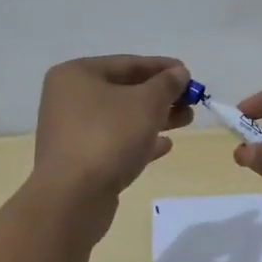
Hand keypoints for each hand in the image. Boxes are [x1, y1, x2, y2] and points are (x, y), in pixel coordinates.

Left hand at [32, 56, 193, 202]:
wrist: (73, 198)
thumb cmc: (108, 137)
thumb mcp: (146, 103)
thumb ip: (166, 84)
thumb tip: (179, 73)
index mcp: (77, 75)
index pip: (127, 63)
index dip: (162, 67)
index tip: (189, 74)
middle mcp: (69, 99)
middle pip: (124, 90)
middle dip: (161, 95)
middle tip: (192, 101)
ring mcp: (72, 131)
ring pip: (122, 118)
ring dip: (155, 118)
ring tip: (187, 121)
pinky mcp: (79, 160)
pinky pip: (115, 142)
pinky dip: (140, 141)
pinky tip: (165, 145)